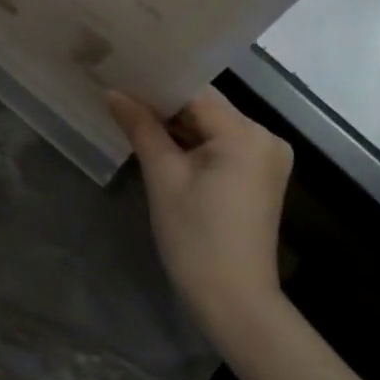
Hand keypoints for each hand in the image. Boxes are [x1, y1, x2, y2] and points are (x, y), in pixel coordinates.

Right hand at [108, 87, 293, 344]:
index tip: (121, 76)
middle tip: (120, 94)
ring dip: (177, 125)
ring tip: (132, 113)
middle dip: (164, 104)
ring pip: (212, 126)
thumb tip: (113, 92)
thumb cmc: (195, 237)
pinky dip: (193, 144)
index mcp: (245, 132)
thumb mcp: (162, 177)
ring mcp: (266, 157)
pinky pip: (221, 145)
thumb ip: (140, 127)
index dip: (156, 84)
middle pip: (205, 107)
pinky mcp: (260, 176)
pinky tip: (161, 141)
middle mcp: (265, 136)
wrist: (234, 302)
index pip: (194, 91)